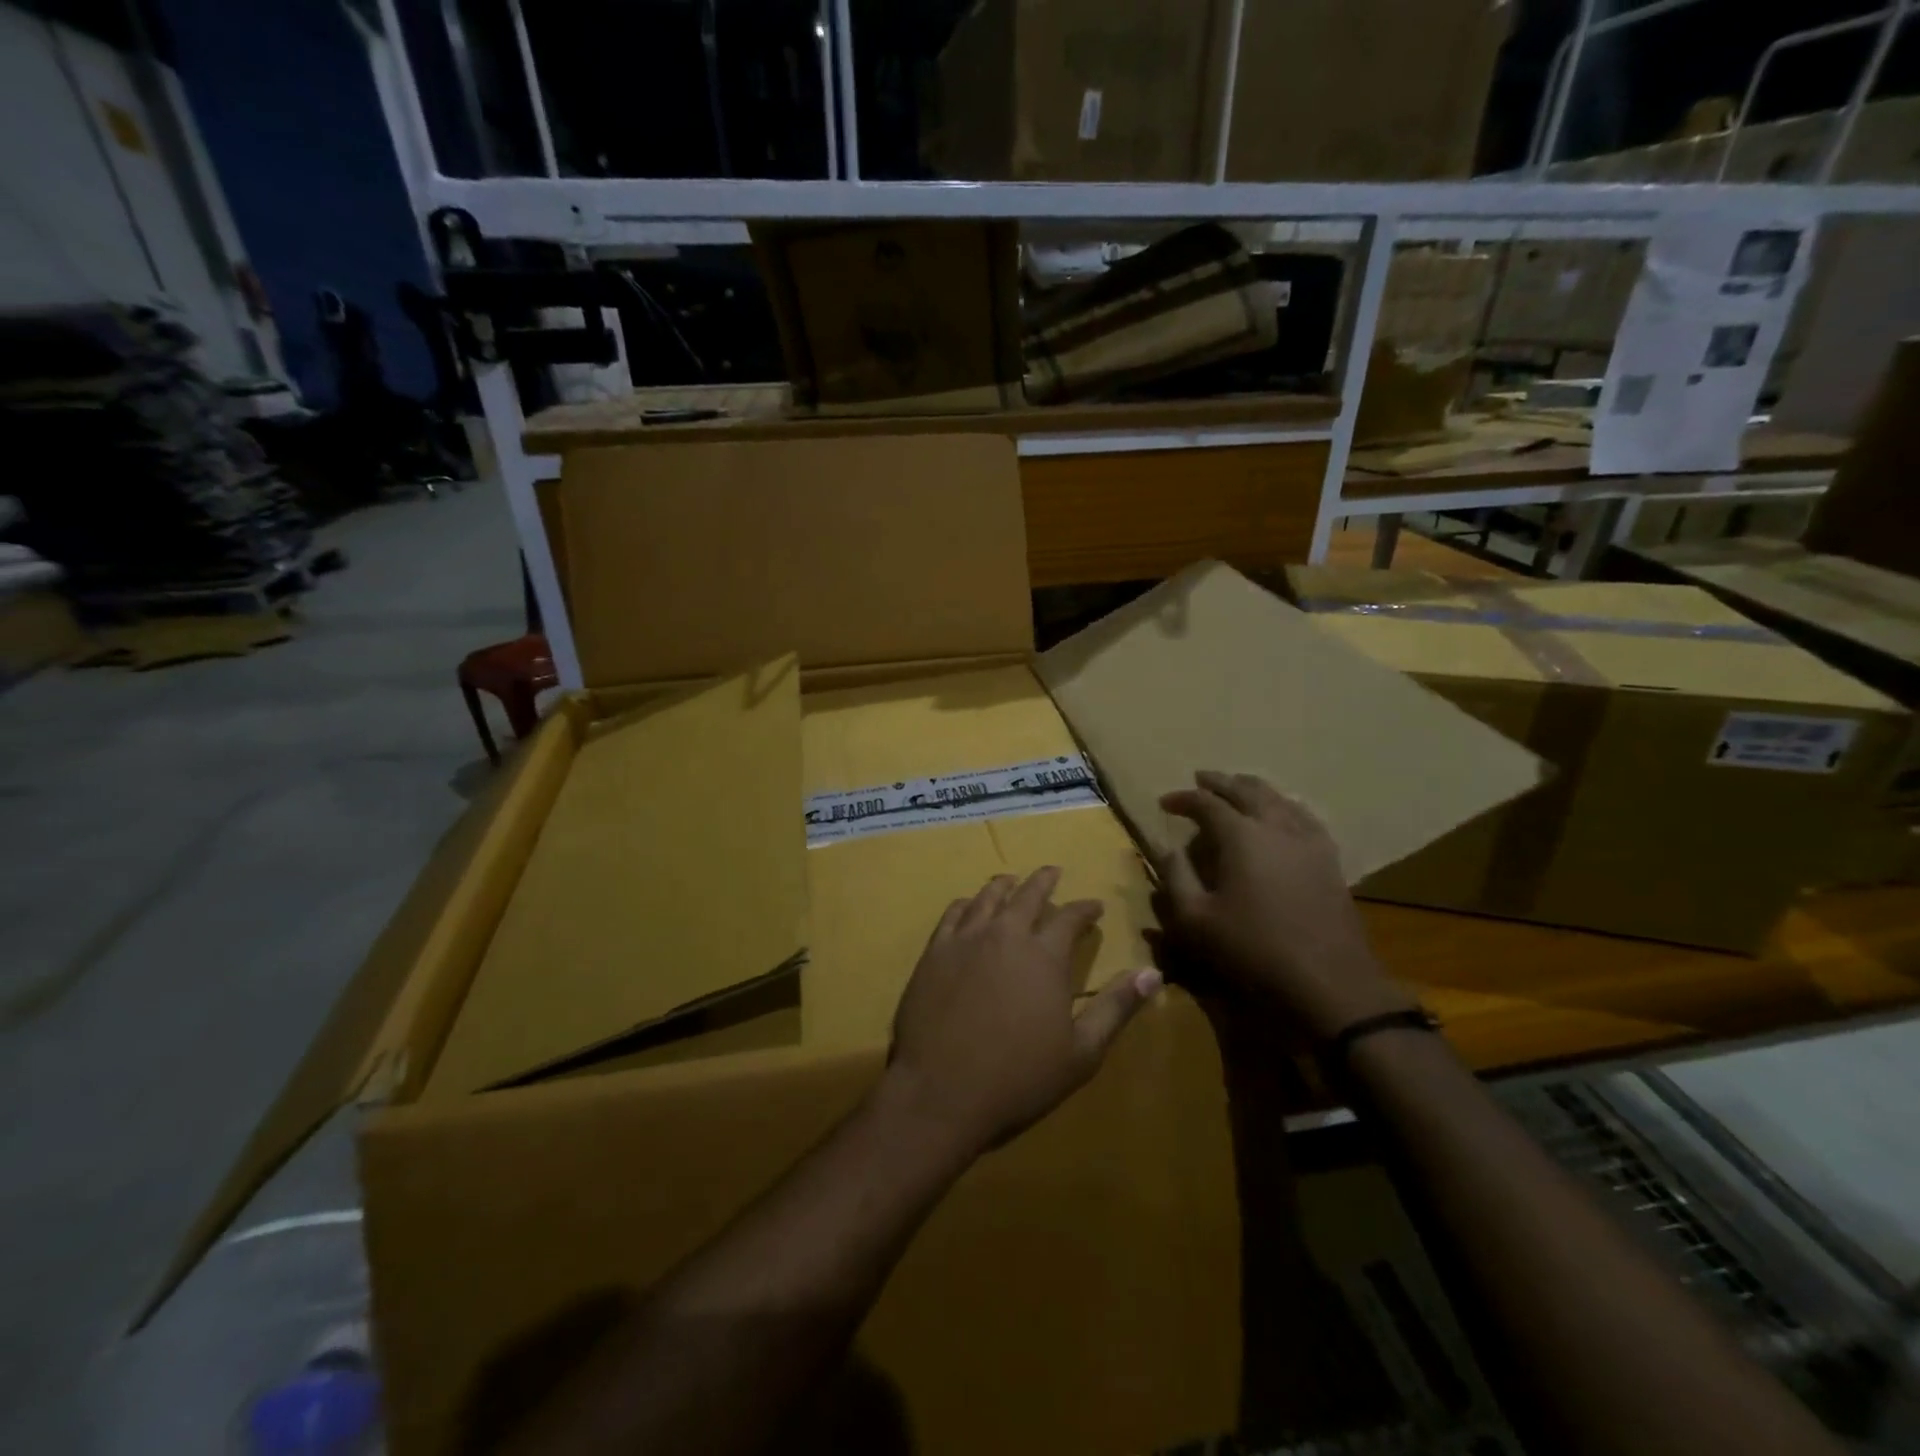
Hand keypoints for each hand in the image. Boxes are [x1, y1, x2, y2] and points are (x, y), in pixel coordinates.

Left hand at [885, 867, 1162, 1157]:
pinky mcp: (934, 953)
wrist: (940, 1094)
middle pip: (1028, 895)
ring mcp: (965, 940)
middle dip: (1045, 881)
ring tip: (1012, 881)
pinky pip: (953, 915)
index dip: (1086, 908)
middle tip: (1053, 872)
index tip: (1094, 906)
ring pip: (988, 898)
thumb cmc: (1018, 1079)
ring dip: (1005, 886)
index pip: (1071, 917)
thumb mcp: (1081, 1052)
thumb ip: (1116, 1007)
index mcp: (1044, 956)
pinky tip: (969, 906)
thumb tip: (1153, 973)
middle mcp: (1005, 935)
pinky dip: (967, 904)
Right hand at [1156, 771, 1413, 1041]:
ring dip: (1253, 789)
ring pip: (1279, 799)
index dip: (1183, 799)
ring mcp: (1309, 842)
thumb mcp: (1195, 921)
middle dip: (1220, 782)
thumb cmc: (1253, 951)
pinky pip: (1304, 817)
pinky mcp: (1329, 861)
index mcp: (1241, 836)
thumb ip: (1176, 878)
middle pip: (1247, 790)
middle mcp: (1276, 827)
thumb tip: (1167, 849)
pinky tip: (1284, 815)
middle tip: (1201, 779)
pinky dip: (1285, 806)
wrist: (1329, 983)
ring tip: (1238, 788)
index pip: (1206, 804)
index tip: (1165, 802)